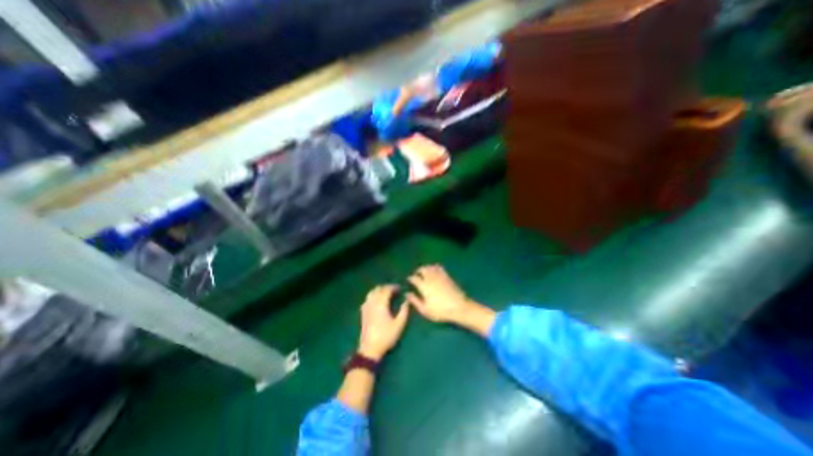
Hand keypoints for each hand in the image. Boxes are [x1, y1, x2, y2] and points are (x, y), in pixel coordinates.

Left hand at [356, 283, 410, 361]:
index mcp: (381, 304)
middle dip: (386, 287)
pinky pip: (367, 298)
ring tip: (386, 293)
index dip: (393, 287)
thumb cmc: (386, 336)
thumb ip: (404, 311)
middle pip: (378, 289)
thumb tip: (407, 301)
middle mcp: (372, 303)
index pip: (386, 290)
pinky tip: (377, 300)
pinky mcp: (363, 312)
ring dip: (379, 290)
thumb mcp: (399, 325)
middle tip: (394, 290)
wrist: (370, 349)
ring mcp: (366, 307)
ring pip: (371, 292)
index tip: (400, 288)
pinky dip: (373, 295)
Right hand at [406, 265, 494, 335]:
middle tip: (417, 274)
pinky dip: (434, 267)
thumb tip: (407, 294)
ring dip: (426, 268)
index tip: (409, 280)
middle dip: (418, 271)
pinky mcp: (447, 276)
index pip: (414, 278)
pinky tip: (434, 270)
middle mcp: (430, 278)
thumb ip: (415, 301)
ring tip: (424, 272)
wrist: (459, 307)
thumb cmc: (440, 311)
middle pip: (422, 269)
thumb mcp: (425, 310)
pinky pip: (439, 267)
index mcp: (423, 286)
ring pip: (430, 267)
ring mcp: (439, 276)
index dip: (410, 278)